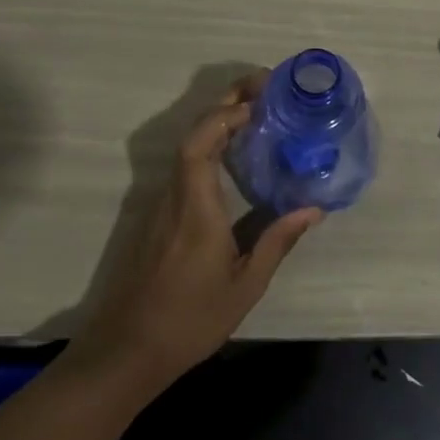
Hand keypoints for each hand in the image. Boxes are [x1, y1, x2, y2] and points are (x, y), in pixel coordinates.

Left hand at [63, 72, 321, 391]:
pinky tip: (237, 153)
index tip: (259, 102)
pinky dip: (212, 144)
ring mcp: (163, 204)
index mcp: (196, 208)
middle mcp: (175, 196)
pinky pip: (186, 165)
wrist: (126, 352)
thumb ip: (277, 241)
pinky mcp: (160, 215)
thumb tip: (313, 209)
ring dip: (220, 121)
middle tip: (265, 88)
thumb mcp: (245, 286)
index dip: (225, 115)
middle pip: (194, 134)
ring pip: (188, 147)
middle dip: (226, 103)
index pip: (199, 144)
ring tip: (259, 112)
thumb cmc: (189, 320)